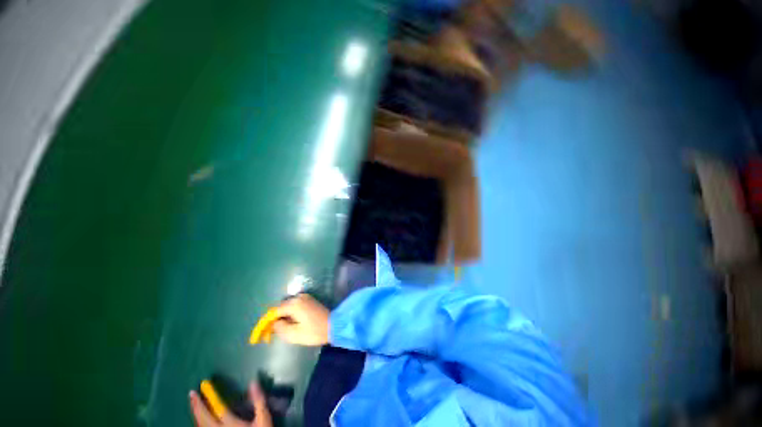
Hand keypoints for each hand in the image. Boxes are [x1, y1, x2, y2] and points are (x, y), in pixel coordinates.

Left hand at [189, 382, 271, 426]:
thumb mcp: (263, 418)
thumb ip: (258, 401)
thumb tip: (253, 382)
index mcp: (230, 425)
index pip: (216, 409)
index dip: (208, 398)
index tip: (202, 386)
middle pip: (203, 419)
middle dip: (196, 406)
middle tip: (191, 394)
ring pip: (200, 426)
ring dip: (196, 414)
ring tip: (194, 405)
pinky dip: (199, 423)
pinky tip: (200, 420)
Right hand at [272, 294, 329, 345]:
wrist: (333, 325)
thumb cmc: (314, 331)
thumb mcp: (294, 334)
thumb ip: (280, 328)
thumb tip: (274, 323)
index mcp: (294, 304)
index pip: (275, 311)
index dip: (267, 321)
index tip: (263, 332)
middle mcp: (299, 297)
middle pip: (281, 307)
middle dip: (276, 318)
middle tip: (273, 331)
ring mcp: (305, 297)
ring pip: (288, 305)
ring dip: (283, 315)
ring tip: (282, 328)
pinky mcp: (309, 299)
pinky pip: (295, 305)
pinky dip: (291, 312)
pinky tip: (292, 321)